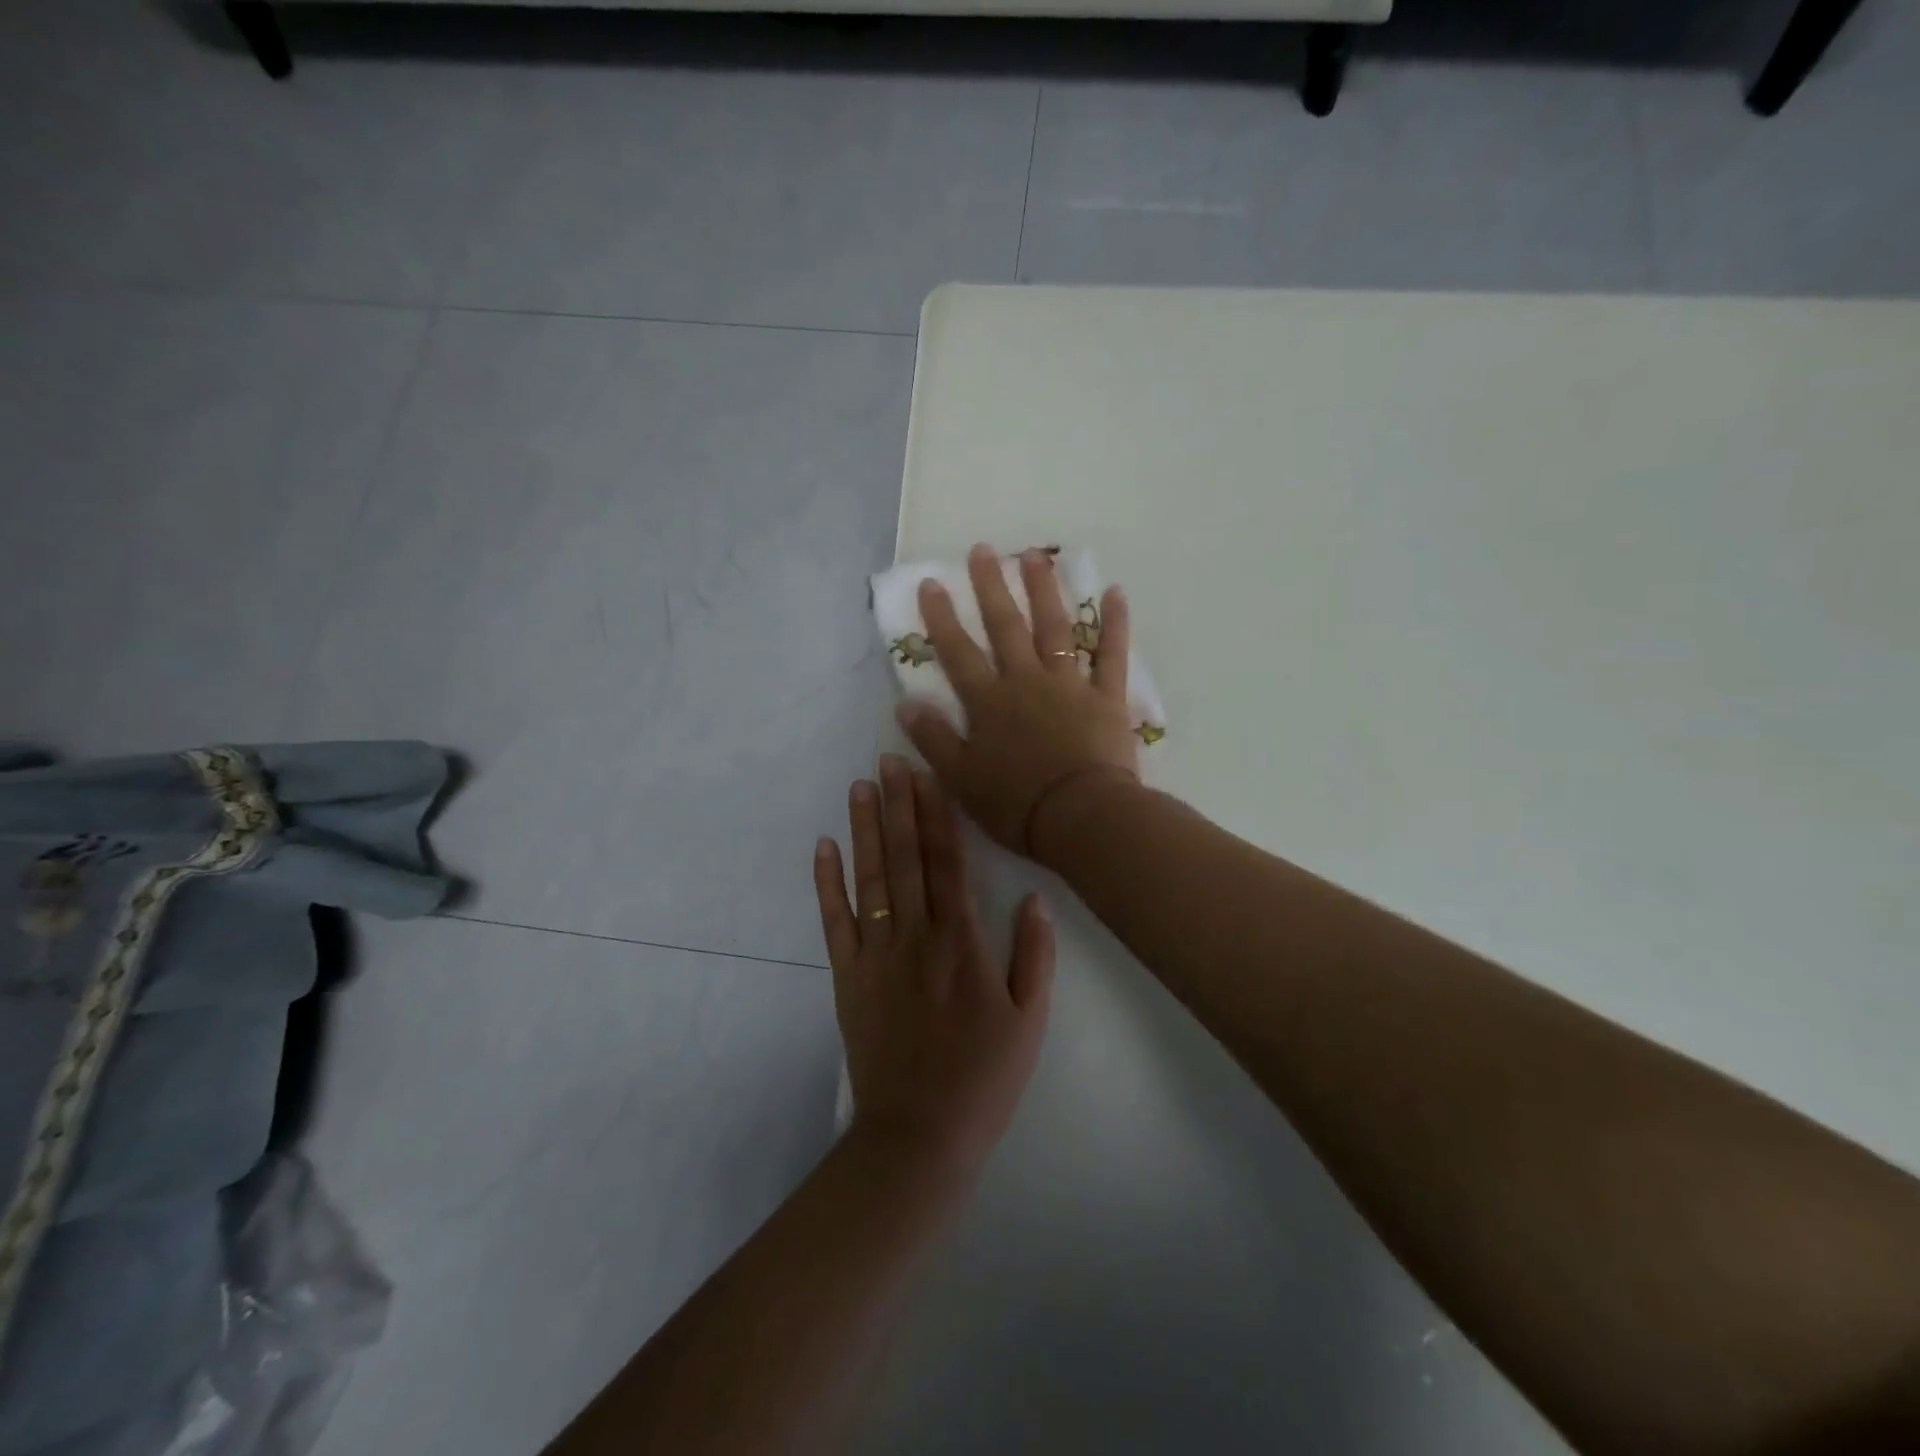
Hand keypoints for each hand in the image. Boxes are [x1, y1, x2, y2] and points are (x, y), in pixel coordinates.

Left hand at [815, 755, 1054, 1175]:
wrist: (920, 1135)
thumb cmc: (984, 1078)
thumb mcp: (1029, 1021)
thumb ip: (1034, 956)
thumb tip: (1034, 898)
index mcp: (962, 943)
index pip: (948, 864)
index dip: (937, 816)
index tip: (928, 775)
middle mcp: (916, 937)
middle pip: (906, 859)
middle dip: (898, 806)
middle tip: (888, 760)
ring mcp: (876, 955)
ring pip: (870, 880)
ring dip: (865, 830)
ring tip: (859, 787)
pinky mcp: (848, 978)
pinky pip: (835, 922)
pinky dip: (827, 883)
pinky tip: (824, 848)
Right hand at [897, 543, 1139, 858]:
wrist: (1081, 818)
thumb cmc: (1017, 805)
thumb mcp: (961, 779)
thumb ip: (934, 739)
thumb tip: (905, 704)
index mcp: (989, 703)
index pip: (959, 653)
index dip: (942, 617)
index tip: (931, 582)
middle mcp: (1027, 682)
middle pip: (1006, 627)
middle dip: (991, 587)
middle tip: (982, 551)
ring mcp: (1069, 685)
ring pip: (1055, 628)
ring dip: (1044, 590)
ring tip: (1034, 556)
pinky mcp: (1106, 696)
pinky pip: (1112, 654)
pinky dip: (1115, 623)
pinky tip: (1114, 592)